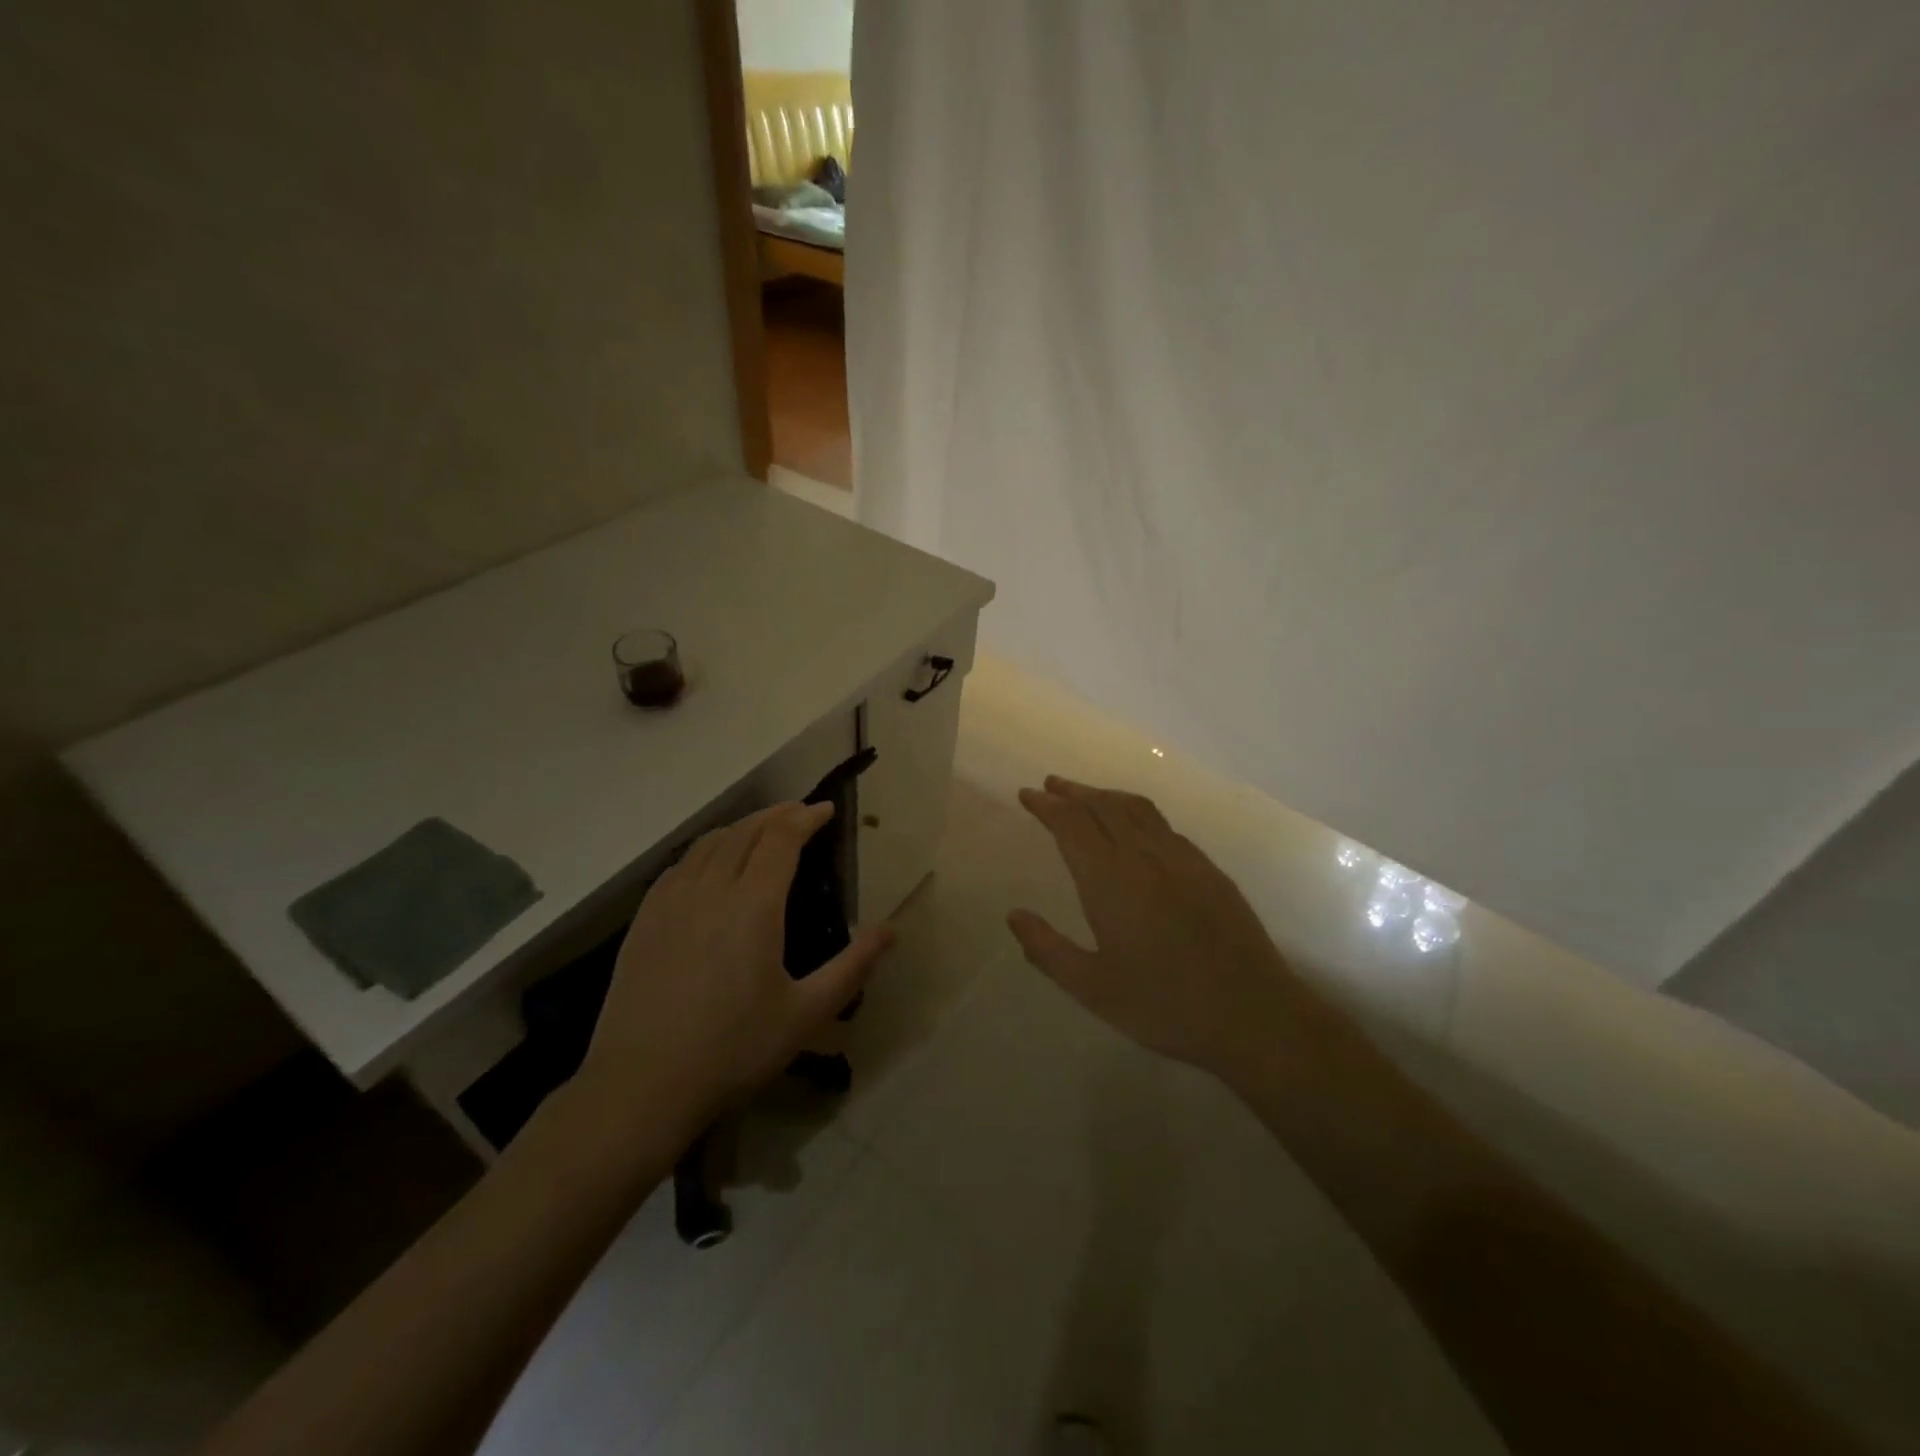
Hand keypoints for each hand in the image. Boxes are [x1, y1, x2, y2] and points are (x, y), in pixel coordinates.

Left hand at [580, 802, 893, 1126]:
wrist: (641, 1085)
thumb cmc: (733, 1050)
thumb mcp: (806, 1014)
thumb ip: (852, 967)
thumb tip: (892, 931)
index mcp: (754, 904)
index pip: (782, 838)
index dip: (806, 817)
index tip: (826, 810)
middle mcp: (711, 888)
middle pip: (746, 831)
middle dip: (777, 814)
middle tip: (801, 812)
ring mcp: (671, 902)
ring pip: (709, 842)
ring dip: (741, 826)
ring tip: (762, 829)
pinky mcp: (644, 921)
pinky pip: (680, 865)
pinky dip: (705, 849)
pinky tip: (710, 863)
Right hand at [1008, 776, 1302, 1078]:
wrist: (1253, 1014)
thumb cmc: (1164, 1006)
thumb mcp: (1093, 988)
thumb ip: (1047, 950)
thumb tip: (1014, 915)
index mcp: (1111, 881)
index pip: (1072, 826)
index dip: (1047, 807)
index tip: (1028, 795)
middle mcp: (1145, 857)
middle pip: (1103, 807)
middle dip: (1073, 793)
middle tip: (1050, 785)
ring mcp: (1182, 859)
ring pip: (1137, 809)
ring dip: (1105, 795)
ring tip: (1086, 795)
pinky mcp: (1209, 870)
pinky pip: (1163, 825)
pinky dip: (1137, 812)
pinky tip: (1135, 826)